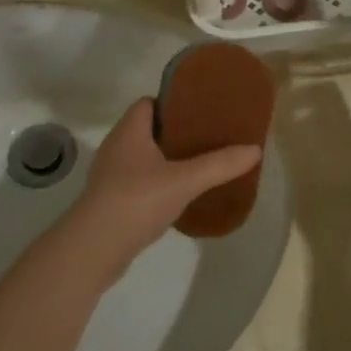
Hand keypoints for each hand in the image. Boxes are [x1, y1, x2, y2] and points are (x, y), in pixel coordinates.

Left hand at [63, 99, 261, 278]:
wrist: (94, 248)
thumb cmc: (137, 200)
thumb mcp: (185, 180)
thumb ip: (219, 164)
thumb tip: (255, 149)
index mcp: (129, 131)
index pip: (149, 103)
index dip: (173, 102)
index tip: (201, 110)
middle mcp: (117, 147)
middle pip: (149, 129)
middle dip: (177, 132)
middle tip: (208, 137)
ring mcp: (111, 175)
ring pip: (144, 157)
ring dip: (168, 159)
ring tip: (200, 164)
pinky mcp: (112, 200)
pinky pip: (140, 181)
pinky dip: (159, 182)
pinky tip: (180, 194)